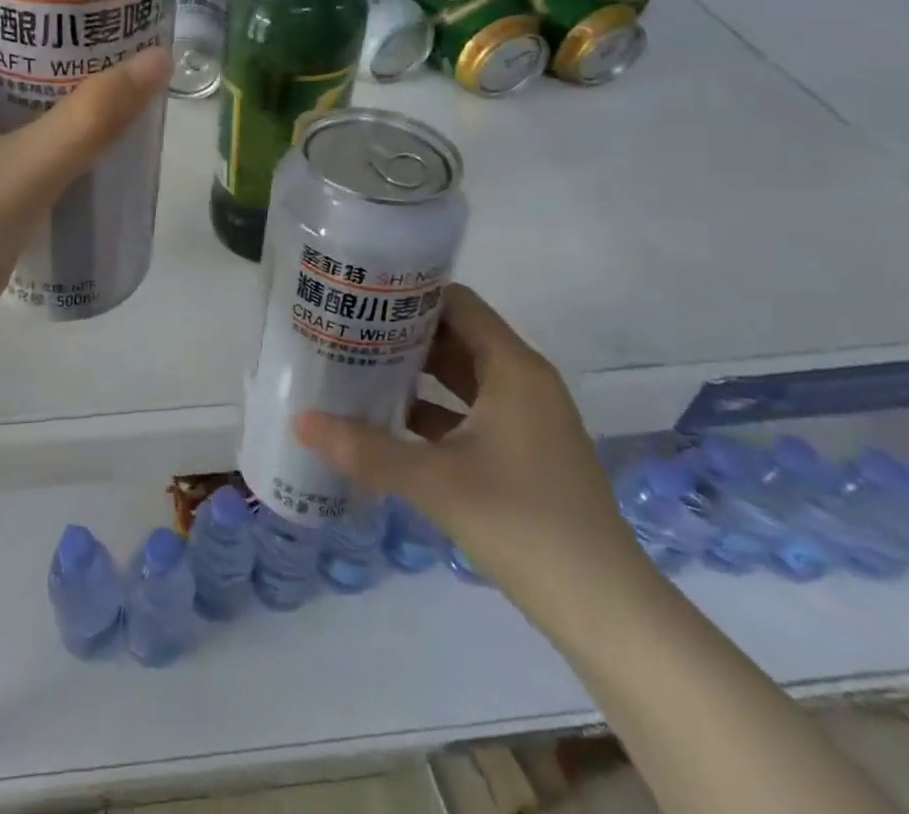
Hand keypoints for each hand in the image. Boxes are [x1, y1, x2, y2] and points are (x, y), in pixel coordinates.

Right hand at [296, 284, 648, 620]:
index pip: (457, 303)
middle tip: (346, 331)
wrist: (607, 613)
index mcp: (513, 369)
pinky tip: (390, 422)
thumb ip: (365, 450)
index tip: (360, 295)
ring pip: (462, 376)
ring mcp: (528, 419)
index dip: (409, 295)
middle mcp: (524, 382)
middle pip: (456, 336)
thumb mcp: (436, 483)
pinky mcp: (525, 453)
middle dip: (402, 334)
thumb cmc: (525, 525)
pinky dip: (434, 409)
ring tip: (357, 368)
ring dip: (416, 373)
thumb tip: (300, 422)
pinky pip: (471, 411)